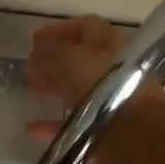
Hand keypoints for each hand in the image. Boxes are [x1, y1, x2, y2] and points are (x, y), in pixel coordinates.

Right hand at [25, 15, 164, 163]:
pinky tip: (33, 128)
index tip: (35, 41)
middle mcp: (114, 69)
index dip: (59, 30)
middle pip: (81, 59)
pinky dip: (53, 124)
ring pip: (79, 89)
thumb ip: (49, 51)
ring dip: (55, 88)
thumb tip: (37, 53)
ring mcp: (112, 100)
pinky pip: (75, 123)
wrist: (134, 136)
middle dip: (54, 61)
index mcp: (109, 44)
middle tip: (31, 69)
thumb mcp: (67, 58)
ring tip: (33, 91)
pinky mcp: (105, 129)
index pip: (85, 27)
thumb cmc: (101, 87)